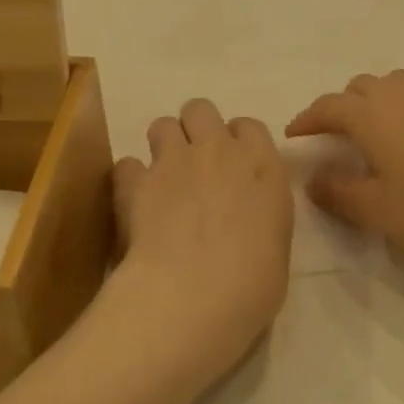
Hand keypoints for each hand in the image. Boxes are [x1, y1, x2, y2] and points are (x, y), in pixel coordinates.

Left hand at [112, 100, 293, 371]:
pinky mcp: (135, 181)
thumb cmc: (252, 284)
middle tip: (196, 164)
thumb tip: (246, 224)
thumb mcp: (276, 248)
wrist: (195, 294)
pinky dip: (130, 180)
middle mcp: (219, 152)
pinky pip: (127, 164)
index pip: (249, 127)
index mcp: (263, 168)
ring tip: (163, 179)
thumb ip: (260, 219)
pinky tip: (134, 203)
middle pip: (201, 110)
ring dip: (163, 146)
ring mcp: (174, 162)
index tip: (234, 165)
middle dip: (196, 129)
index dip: (238, 141)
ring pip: (162, 125)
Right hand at [285, 70, 403, 273]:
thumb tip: (314, 179)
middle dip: (340, 106)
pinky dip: (402, 112)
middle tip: (330, 137)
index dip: (308, 118)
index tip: (293, 135)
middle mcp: (402, 99)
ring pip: (394, 86)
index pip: (329, 106)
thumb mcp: (375, 209)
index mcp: (374, 116)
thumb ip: (337, 191)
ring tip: (368, 133)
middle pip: (361, 87)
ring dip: (373, 101)